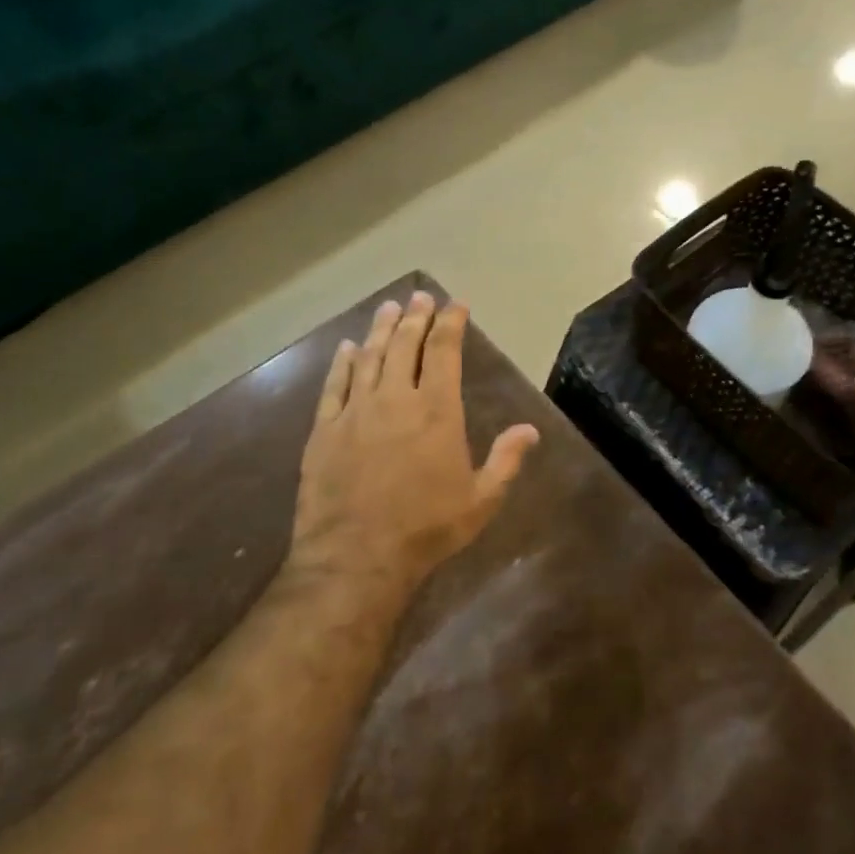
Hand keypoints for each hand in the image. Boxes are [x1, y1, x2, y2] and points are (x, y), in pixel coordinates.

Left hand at [290, 292, 539, 595]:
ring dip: (380, 329)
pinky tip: (346, 348)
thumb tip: (530, 429)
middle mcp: (396, 399)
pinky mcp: (325, 430)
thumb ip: (506, 460)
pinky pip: (334, 385)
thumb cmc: (426, 529)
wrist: (356, 557)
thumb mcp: (480, 500)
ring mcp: (356, 411)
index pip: (444, 351)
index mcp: (437, 410)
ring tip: (389, 307)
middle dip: (415, 317)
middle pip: (404, 345)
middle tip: (420, 296)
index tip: (455, 305)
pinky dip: (342, 363)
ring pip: (369, 357)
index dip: (450, 323)